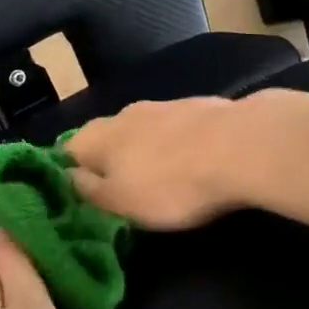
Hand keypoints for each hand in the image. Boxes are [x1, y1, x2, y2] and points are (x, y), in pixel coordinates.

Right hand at [65, 92, 291, 229]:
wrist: (240, 147)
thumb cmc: (171, 185)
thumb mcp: (121, 202)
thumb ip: (90, 190)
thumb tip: (70, 176)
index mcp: (98, 137)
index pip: (68, 150)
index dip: (71, 172)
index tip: (82, 195)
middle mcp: (125, 114)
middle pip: (106, 137)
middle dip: (110, 160)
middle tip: (121, 190)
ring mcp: (164, 106)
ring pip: (141, 130)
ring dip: (144, 151)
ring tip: (158, 177)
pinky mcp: (199, 107)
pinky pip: (175, 129)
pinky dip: (176, 145)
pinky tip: (191, 161)